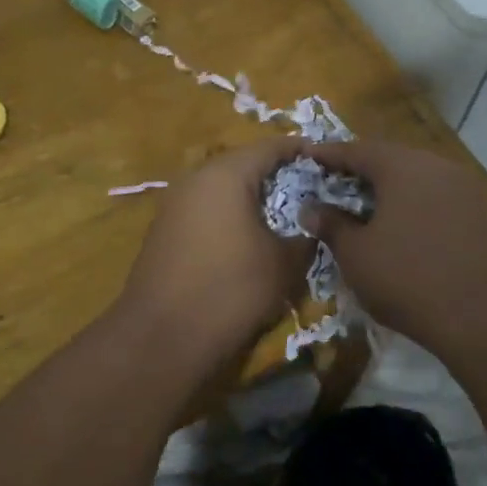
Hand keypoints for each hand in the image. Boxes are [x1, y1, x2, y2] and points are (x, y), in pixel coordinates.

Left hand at [114, 139, 316, 367]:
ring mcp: (174, 205)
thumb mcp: (283, 264)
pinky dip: (228, 216)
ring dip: (250, 197)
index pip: (270, 147)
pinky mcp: (163, 232)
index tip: (324, 157)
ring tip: (280, 215)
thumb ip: (304, 238)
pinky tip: (246, 238)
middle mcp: (195, 179)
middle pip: (242, 164)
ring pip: (221, 189)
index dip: (299, 149)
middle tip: (306, 188)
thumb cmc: (231, 289)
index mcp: (226, 175)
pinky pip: (205, 210)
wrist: (162, 338)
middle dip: (274, 174)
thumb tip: (311, 229)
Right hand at [303, 141, 486, 351]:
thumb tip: (311, 208)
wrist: (482, 315)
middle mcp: (434, 166)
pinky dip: (411, 202)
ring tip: (363, 203)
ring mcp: (461, 188)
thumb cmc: (407, 277)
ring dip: (388, 187)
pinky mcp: (477, 213)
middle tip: (334, 180)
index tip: (307, 154)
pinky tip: (399, 222)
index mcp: (401, 166)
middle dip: (360, 169)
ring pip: (415, 177)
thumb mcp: (356, 254)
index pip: (357, 150)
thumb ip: (331, 225)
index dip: (329, 154)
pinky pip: (434, 196)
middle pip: (390, 159)